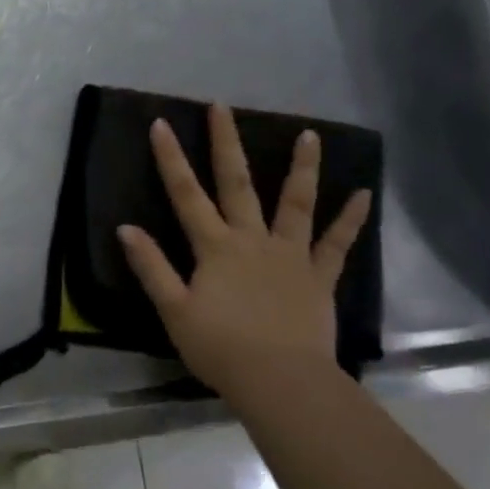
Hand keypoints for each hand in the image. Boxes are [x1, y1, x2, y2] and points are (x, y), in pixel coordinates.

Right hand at [118, 106, 371, 407]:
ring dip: (302, 167)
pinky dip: (350, 219)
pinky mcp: (318, 276)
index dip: (171, 159)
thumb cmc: (220, 348)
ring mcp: (290, 255)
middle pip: (237, 183)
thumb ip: (151, 267)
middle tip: (221, 107)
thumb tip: (125, 228)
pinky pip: (337, 244)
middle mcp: (252, 239)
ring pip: (296, 203)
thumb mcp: (174, 310)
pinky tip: (364, 194)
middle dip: (226, 143)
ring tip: (311, 134)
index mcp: (215, 247)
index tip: (161, 124)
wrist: (281, 381)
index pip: (186, 194)